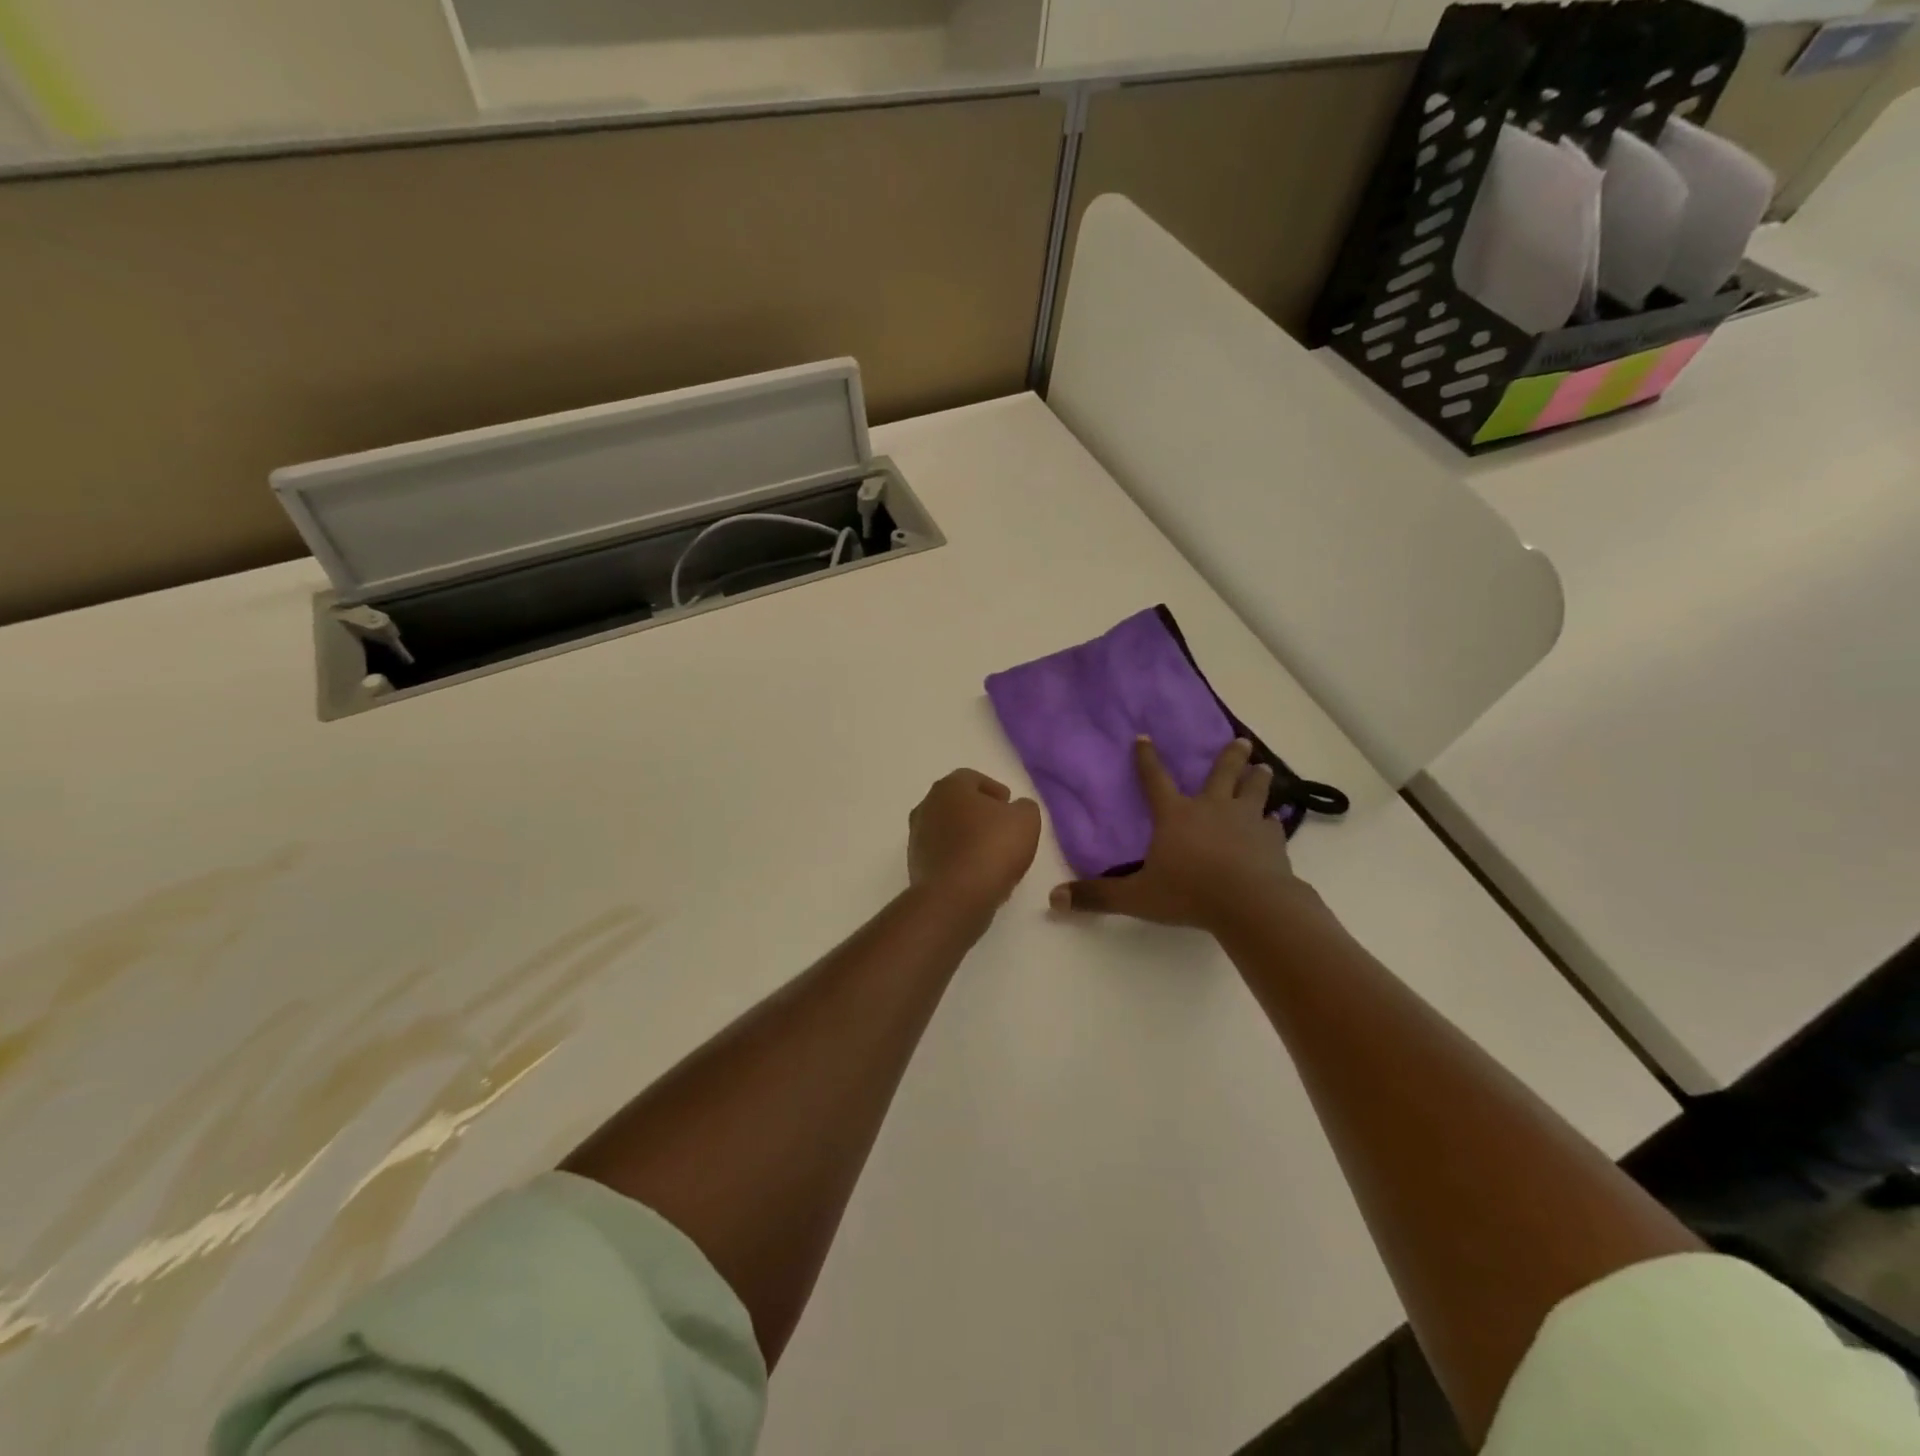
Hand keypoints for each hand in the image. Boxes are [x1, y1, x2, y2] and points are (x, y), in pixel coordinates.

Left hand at [908, 769, 1042, 916]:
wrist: (955, 896)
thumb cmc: (991, 848)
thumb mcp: (1026, 820)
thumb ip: (1024, 807)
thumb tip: (1016, 808)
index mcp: (949, 787)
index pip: (972, 778)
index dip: (993, 789)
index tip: (1009, 804)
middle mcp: (926, 806)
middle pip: (956, 803)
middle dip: (978, 812)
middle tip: (1000, 826)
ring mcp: (916, 837)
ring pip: (947, 829)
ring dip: (966, 835)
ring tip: (990, 852)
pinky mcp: (915, 865)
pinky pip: (942, 854)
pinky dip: (957, 857)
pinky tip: (976, 871)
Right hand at [1050, 738, 1304, 931]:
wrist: (1250, 904)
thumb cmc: (1189, 893)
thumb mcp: (1136, 897)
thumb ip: (1097, 896)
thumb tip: (1054, 899)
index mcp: (1174, 815)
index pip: (1155, 779)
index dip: (1146, 758)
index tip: (1144, 737)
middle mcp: (1211, 808)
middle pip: (1221, 774)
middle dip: (1229, 756)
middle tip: (1241, 741)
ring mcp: (1245, 821)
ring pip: (1254, 791)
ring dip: (1258, 778)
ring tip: (1264, 769)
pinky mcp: (1272, 840)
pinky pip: (1272, 824)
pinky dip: (1272, 821)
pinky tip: (1275, 822)